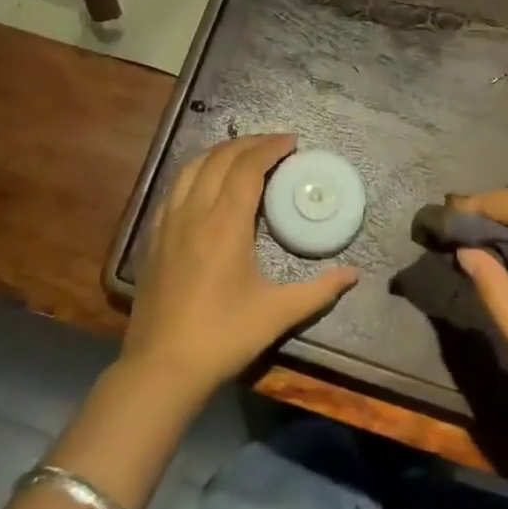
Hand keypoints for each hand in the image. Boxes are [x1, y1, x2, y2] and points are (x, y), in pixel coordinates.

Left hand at [123, 134, 357, 400]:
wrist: (162, 367)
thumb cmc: (223, 336)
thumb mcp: (277, 313)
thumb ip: (319, 290)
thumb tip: (354, 274)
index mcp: (225, 223)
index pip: (247, 168)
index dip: (270, 148)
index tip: (291, 141)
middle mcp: (194, 212)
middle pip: (219, 159)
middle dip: (248, 143)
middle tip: (273, 143)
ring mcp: (168, 223)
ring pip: (191, 168)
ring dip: (219, 153)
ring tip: (241, 153)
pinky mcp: (153, 238)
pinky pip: (173, 189)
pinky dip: (194, 173)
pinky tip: (204, 184)